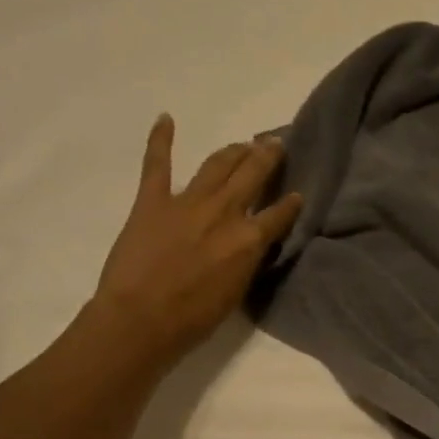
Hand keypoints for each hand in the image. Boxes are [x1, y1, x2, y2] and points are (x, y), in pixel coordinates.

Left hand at [91, 114, 303, 365]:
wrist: (141, 319)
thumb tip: (251, 244)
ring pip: (217, 165)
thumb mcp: (237, 291)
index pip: (279, 215)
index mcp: (248, 240)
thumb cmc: (194, 318)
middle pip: (252, 176)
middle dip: (266, 157)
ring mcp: (187, 202)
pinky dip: (160, 140)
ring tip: (244, 143)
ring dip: (233, 150)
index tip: (298, 194)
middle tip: (275, 144)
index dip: (291, 203)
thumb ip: (247, 261)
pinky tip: (166, 119)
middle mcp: (224, 213)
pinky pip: (157, 164)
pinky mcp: (152, 200)